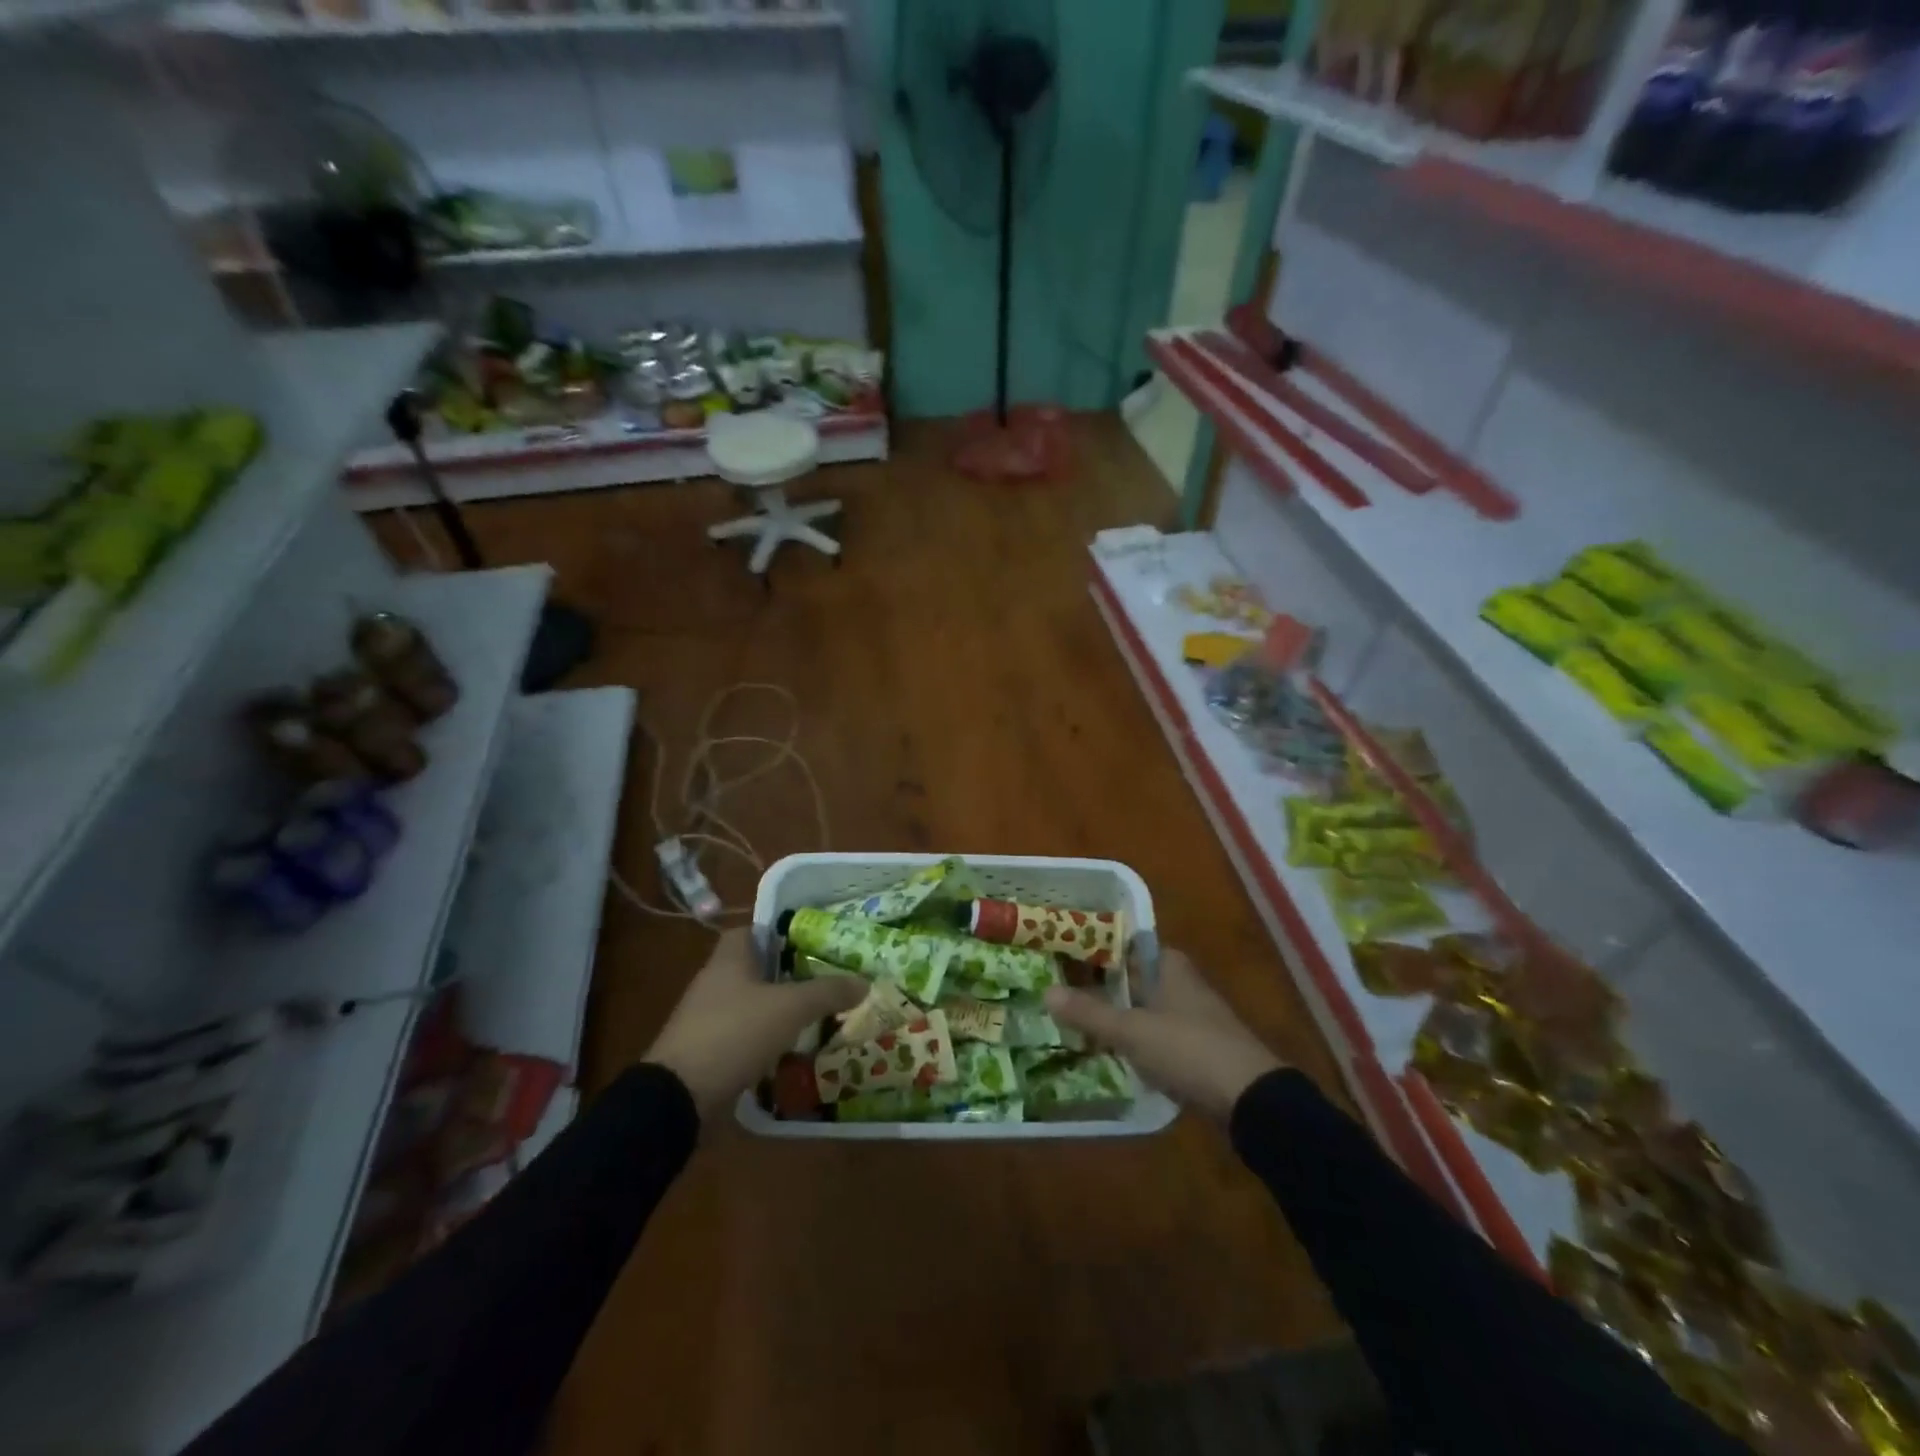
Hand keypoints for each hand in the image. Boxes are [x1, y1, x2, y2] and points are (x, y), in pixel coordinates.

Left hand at [644, 928, 865, 1115]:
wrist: (678, 1098)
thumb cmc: (734, 1033)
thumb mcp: (790, 1008)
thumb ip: (828, 992)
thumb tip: (864, 981)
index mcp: (728, 960)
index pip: (752, 930)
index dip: (780, 932)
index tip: (811, 943)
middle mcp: (714, 983)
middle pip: (755, 969)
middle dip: (788, 975)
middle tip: (824, 981)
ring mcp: (706, 1019)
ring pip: (750, 1004)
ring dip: (777, 1010)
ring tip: (815, 1017)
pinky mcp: (705, 1052)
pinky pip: (742, 1037)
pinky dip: (764, 1041)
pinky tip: (790, 1051)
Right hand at [1044, 947, 1283, 1118]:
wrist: (1251, 1099)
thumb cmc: (1188, 1048)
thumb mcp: (1132, 1031)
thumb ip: (1089, 1013)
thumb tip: (1046, 991)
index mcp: (1170, 965)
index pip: (1128, 945)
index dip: (1097, 949)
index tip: (1064, 956)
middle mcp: (1182, 983)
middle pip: (1134, 979)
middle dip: (1102, 988)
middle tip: (1061, 993)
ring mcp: (1193, 1018)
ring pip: (1144, 1011)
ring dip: (1118, 1018)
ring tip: (1075, 1024)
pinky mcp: (1198, 1050)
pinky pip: (1157, 1039)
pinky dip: (1136, 1044)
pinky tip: (1111, 1055)